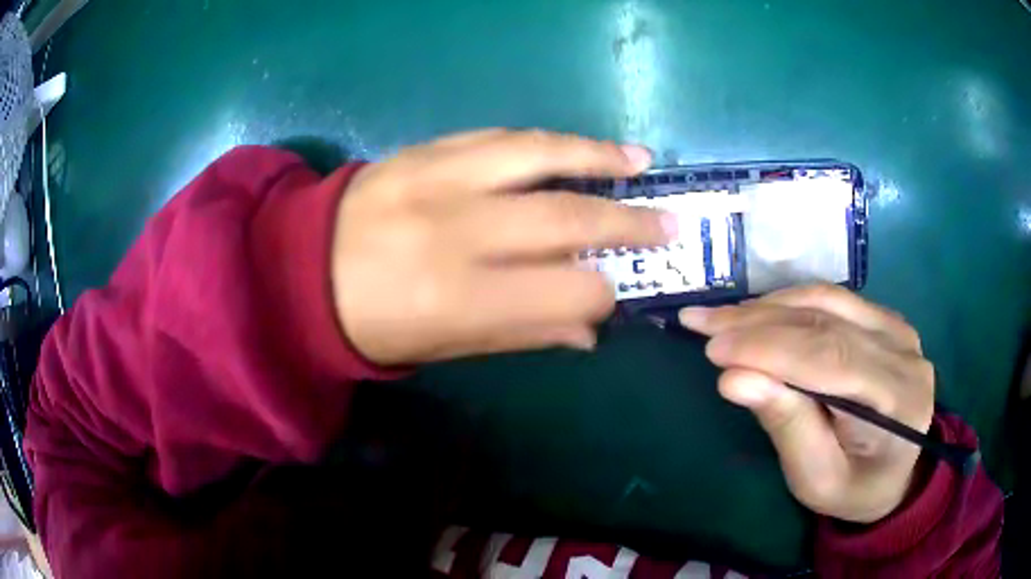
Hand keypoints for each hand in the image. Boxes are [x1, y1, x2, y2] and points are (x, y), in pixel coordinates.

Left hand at [332, 129, 675, 365]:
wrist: (301, 270)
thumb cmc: (373, 324)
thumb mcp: (446, 347)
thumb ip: (524, 332)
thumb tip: (591, 330)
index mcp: (460, 297)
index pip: (569, 289)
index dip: (604, 293)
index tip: (616, 290)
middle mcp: (458, 230)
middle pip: (568, 217)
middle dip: (629, 222)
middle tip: (668, 222)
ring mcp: (440, 178)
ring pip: (541, 154)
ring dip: (598, 155)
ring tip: (639, 161)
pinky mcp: (426, 149)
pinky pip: (501, 136)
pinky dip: (547, 141)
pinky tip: (576, 146)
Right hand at [679, 285, 934, 523]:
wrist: (894, 474)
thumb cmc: (854, 488)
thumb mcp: (816, 478)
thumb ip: (786, 426)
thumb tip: (734, 380)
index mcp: (898, 399)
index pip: (830, 357)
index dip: (770, 348)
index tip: (712, 349)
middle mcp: (903, 351)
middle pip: (826, 321)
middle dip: (759, 323)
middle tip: (701, 324)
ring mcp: (897, 328)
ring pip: (827, 299)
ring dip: (769, 307)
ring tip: (720, 319)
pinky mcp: (884, 319)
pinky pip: (833, 298)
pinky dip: (789, 304)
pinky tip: (757, 315)